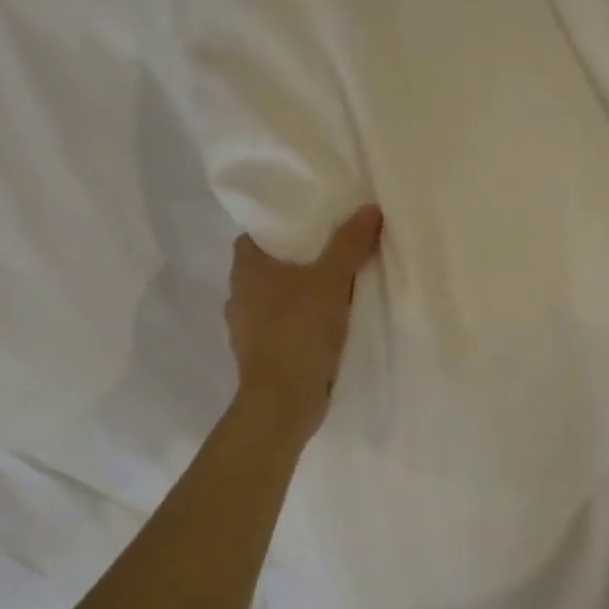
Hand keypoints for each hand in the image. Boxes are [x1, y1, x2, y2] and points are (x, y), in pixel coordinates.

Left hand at [226, 205, 383, 432]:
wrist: (283, 400)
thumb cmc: (299, 330)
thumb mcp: (332, 280)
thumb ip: (350, 244)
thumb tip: (369, 208)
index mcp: (246, 271)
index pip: (252, 238)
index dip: (277, 231)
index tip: (309, 229)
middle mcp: (238, 297)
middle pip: (265, 269)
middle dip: (293, 264)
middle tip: (330, 256)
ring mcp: (246, 331)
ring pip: (272, 302)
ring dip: (296, 297)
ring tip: (333, 292)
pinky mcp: (260, 358)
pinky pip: (281, 329)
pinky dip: (299, 325)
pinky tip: (325, 328)